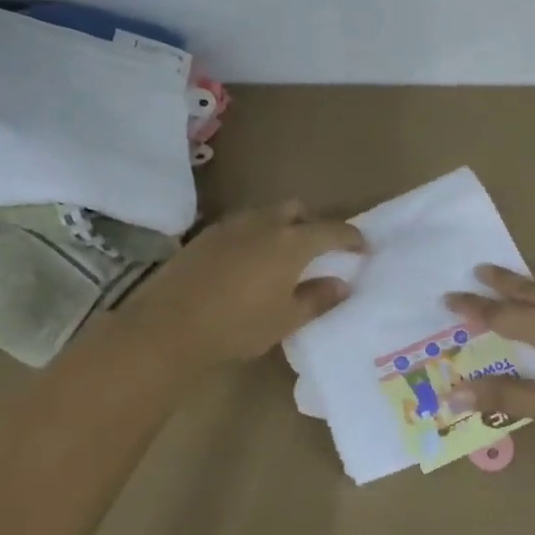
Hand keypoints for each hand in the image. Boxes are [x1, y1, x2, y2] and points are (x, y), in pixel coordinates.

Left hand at [124, 201, 365, 362]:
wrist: (170, 325)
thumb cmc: (238, 325)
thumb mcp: (286, 319)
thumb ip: (318, 298)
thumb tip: (342, 284)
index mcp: (292, 242)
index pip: (332, 230)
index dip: (352, 237)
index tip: (363, 248)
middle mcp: (265, 223)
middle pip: (297, 209)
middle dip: (313, 223)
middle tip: (318, 248)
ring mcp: (232, 225)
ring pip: (267, 213)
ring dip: (282, 226)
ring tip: (282, 254)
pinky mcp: (206, 234)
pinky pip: (242, 224)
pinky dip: (255, 234)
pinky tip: (248, 261)